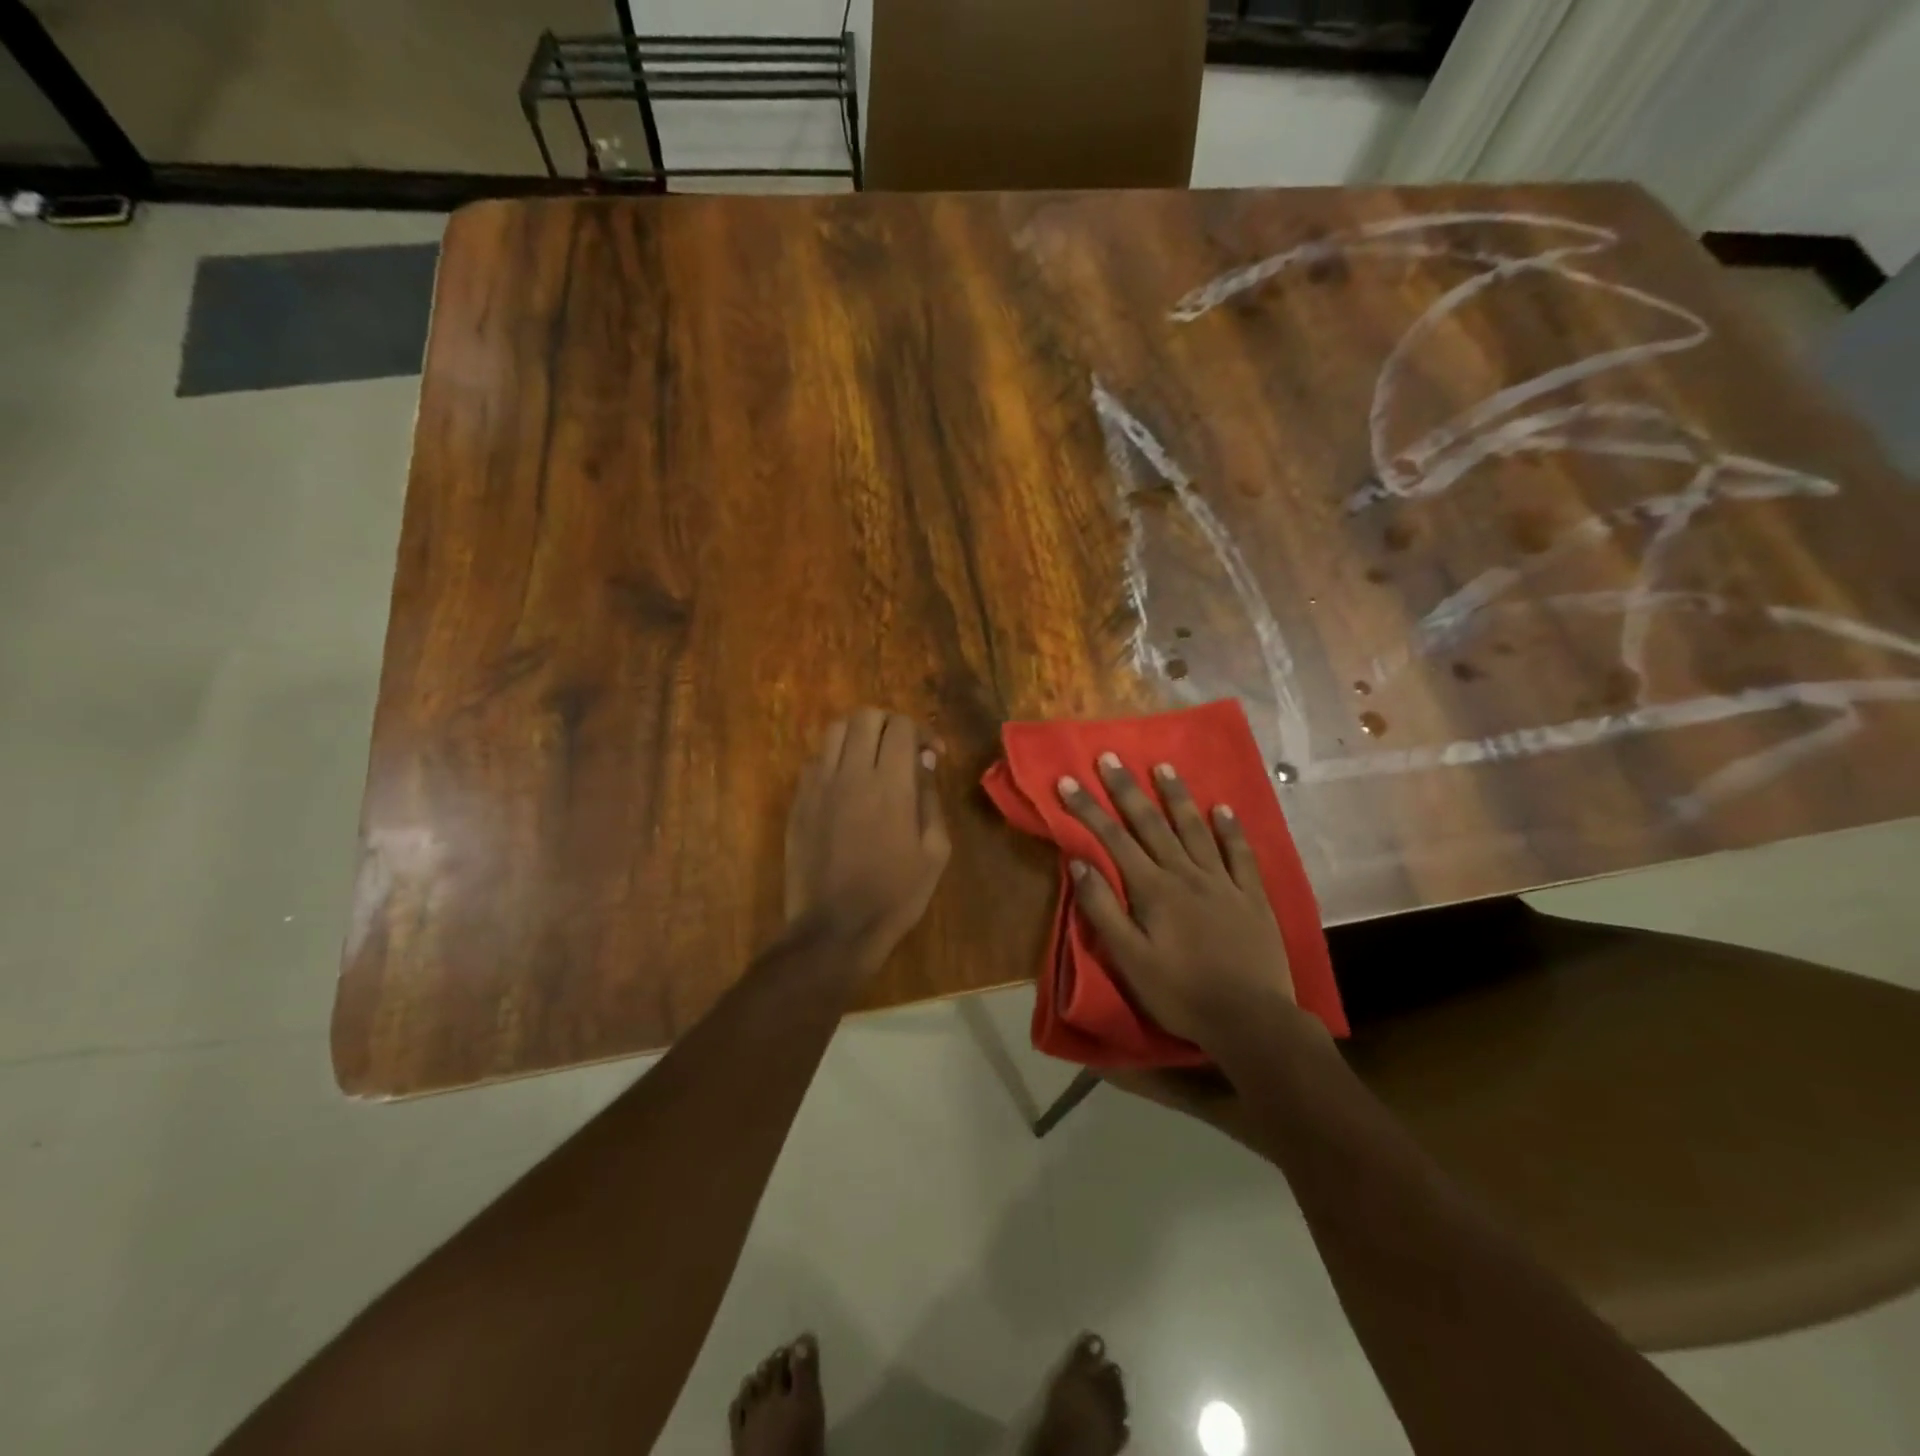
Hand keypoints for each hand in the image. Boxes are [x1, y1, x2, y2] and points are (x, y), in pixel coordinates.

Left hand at [785, 708, 950, 971]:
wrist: (835, 928)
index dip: (921, 731)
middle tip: (902, 750)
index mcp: (891, 785)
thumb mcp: (934, 852)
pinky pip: (815, 761)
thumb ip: (930, 799)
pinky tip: (846, 786)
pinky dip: (835, 760)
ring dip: (859, 736)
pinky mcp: (798, 802)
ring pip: (835, 731)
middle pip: (865, 717)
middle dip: (889, 725)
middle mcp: (852, 774)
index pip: (901, 726)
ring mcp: (819, 786)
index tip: (931, 754)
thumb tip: (924, 761)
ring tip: (872, 761)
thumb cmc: (895, 895)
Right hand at [1058, 755, 1297, 1047]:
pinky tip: (1223, 808)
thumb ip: (1103, 909)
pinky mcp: (1252, 896)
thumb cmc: (1180, 993)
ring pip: (1195, 829)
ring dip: (1176, 797)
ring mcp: (1223, 882)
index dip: (1088, 809)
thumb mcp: (1129, 959)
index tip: (1068, 781)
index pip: (1113, 839)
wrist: (1251, 1019)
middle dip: (1126, 789)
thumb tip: (1079, 862)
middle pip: (1151, 824)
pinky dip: (1230, 829)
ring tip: (1163, 767)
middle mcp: (1186, 874)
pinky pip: (1240, 854)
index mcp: (1153, 890)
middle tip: (1109, 757)